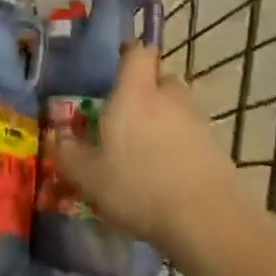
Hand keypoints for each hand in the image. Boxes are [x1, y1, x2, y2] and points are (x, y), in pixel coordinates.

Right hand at [52, 44, 253, 251]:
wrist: (209, 223)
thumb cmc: (139, 187)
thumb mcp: (88, 176)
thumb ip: (68, 153)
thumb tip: (58, 136)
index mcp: (135, 93)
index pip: (138, 53)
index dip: (129, 54)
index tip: (117, 67)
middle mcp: (169, 98)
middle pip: (161, 79)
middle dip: (147, 91)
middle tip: (128, 116)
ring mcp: (198, 123)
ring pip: (178, 109)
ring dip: (165, 121)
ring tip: (147, 151)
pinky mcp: (218, 150)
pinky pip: (193, 138)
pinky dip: (181, 148)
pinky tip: (169, 176)